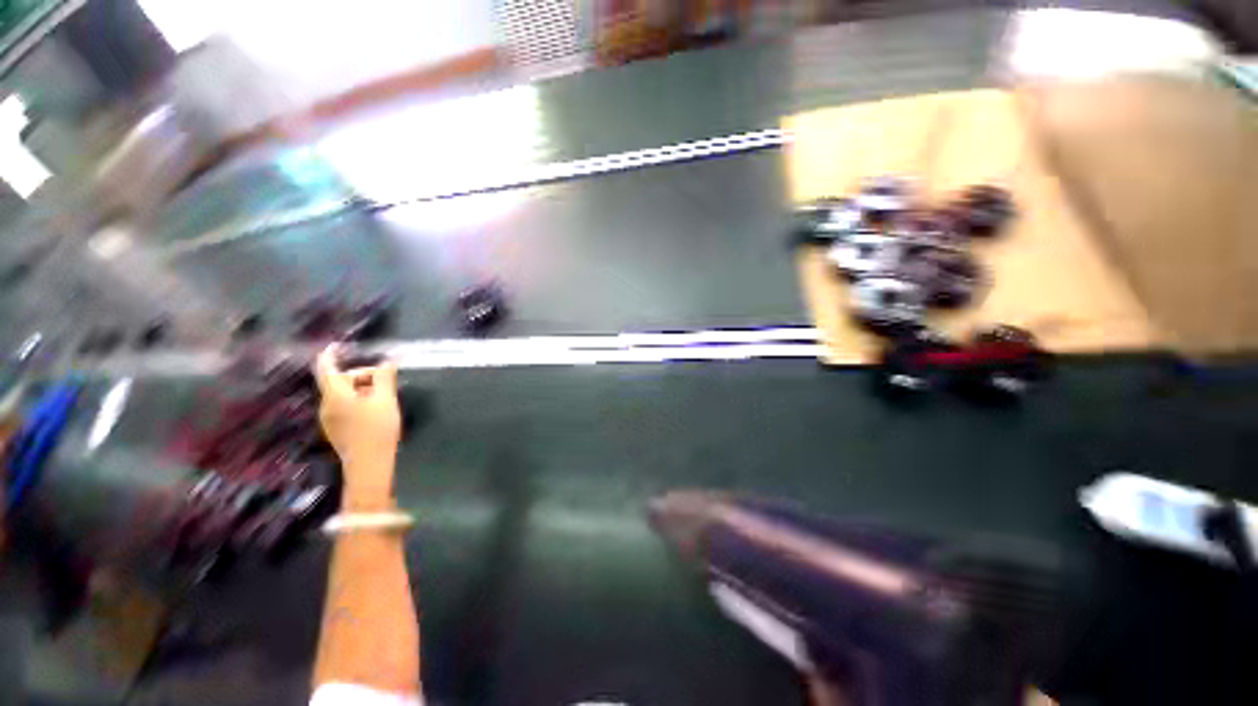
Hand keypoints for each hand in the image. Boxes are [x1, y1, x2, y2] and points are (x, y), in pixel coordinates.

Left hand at [314, 346, 400, 499]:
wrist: (369, 464)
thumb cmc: (377, 428)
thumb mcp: (386, 399)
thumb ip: (384, 378)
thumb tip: (387, 362)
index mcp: (335, 395)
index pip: (326, 368)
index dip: (330, 355)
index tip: (336, 345)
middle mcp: (327, 405)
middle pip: (340, 381)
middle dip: (362, 376)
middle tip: (386, 381)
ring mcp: (329, 419)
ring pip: (344, 395)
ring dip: (363, 389)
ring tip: (385, 397)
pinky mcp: (336, 430)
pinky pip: (345, 407)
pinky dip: (359, 402)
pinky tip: (376, 411)